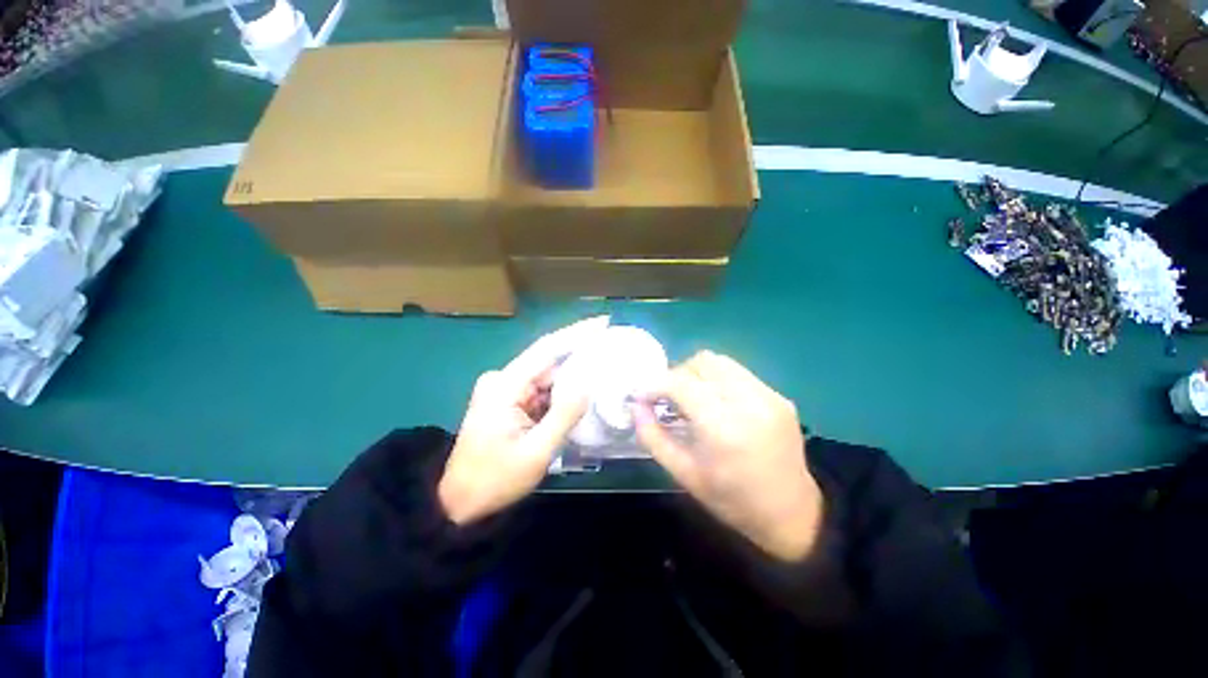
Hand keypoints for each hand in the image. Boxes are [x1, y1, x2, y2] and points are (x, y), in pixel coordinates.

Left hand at [438, 317, 605, 524]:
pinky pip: (541, 390)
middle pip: (548, 361)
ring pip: (547, 377)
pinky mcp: (509, 401)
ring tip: (605, 369)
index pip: (546, 349)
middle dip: (580, 355)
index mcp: (505, 386)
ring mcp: (505, 389)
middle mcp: (503, 380)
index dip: (576, 333)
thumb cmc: (496, 479)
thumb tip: (589, 382)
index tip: (603, 322)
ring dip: (573, 376)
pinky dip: (561, 391)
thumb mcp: (536, 452)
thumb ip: (564, 415)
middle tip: (612, 349)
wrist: (460, 502)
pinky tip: (583, 390)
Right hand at [634, 352, 822, 561]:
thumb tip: (635, 405)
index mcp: (723, 428)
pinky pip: (738, 373)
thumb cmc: (731, 500)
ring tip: (691, 398)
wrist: (791, 513)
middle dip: (677, 374)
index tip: (642, 396)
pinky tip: (716, 404)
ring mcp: (769, 396)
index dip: (655, 385)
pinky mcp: (779, 396)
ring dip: (697, 373)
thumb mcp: (683, 474)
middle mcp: (749, 403)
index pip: (681, 383)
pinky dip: (717, 381)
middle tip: (668, 398)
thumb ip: (652, 436)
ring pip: (720, 362)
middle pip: (702, 362)